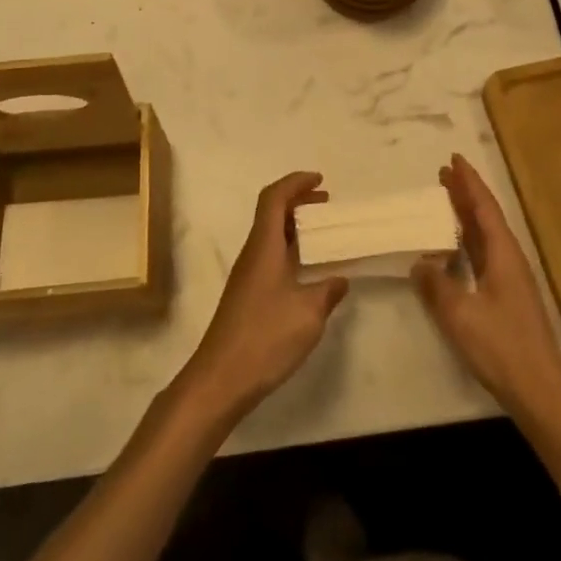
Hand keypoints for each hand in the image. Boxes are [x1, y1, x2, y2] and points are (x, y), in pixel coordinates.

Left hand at [179, 172, 349, 420]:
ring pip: (270, 236)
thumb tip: (340, 279)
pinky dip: (290, 251)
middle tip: (327, 205)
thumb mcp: (308, 313)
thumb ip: (327, 291)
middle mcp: (252, 254)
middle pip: (271, 213)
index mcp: (264, 246)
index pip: (274, 198)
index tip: (320, 181)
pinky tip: (308, 271)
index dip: (295, 183)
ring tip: (323, 235)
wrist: (221, 379)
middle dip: (298, 202)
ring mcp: (247, 276)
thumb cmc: (265, 337)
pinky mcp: (247, 296)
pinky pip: (270, 257)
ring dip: (295, 228)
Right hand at [412, 155, 560, 425]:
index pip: (484, 208)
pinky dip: (466, 243)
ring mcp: (510, 281)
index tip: (454, 159)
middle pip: (486, 218)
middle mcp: (509, 260)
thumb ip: (437, 285)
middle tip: (443, 174)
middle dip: (465, 194)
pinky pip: (483, 257)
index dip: (469, 183)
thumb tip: (420, 262)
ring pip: (485, 237)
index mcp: (503, 255)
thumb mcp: (460, 315)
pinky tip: (452, 251)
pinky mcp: (507, 299)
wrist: (541, 393)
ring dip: (465, 217)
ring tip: (444, 202)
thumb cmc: (502, 348)